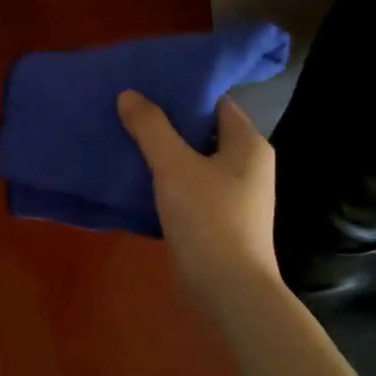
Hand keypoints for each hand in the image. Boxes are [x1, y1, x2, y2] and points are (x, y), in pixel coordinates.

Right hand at [117, 90, 278, 300]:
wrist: (230, 291)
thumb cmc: (209, 219)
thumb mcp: (173, 166)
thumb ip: (150, 127)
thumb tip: (129, 94)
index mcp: (248, 143)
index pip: (215, 101)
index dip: (182, 91)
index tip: (146, 84)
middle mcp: (248, 164)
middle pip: (203, 129)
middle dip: (167, 120)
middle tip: (129, 108)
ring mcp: (236, 194)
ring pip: (195, 158)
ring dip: (165, 150)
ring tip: (126, 136)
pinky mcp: (222, 218)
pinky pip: (191, 184)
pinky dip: (168, 177)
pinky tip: (139, 175)